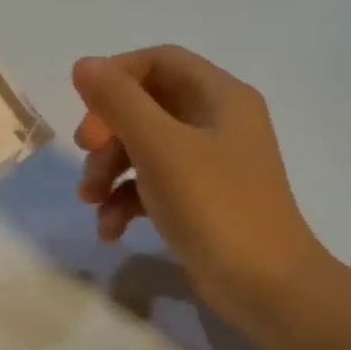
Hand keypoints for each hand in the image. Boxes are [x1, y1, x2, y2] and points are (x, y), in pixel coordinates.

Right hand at [72, 46, 328, 337]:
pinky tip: (110, 230)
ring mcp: (208, 163)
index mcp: (219, 97)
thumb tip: (83, 64)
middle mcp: (216, 122)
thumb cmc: (215, 206)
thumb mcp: (160, 148)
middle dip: (108, 131)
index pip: (158, 61)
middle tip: (88, 154)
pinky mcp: (197, 199)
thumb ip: (118, 102)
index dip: (116, 76)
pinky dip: (125, 201)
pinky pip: (150, 185)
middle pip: (145, 105)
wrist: (266, 288)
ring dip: (109, 170)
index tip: (87, 107)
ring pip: (142, 147)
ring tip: (91, 201)